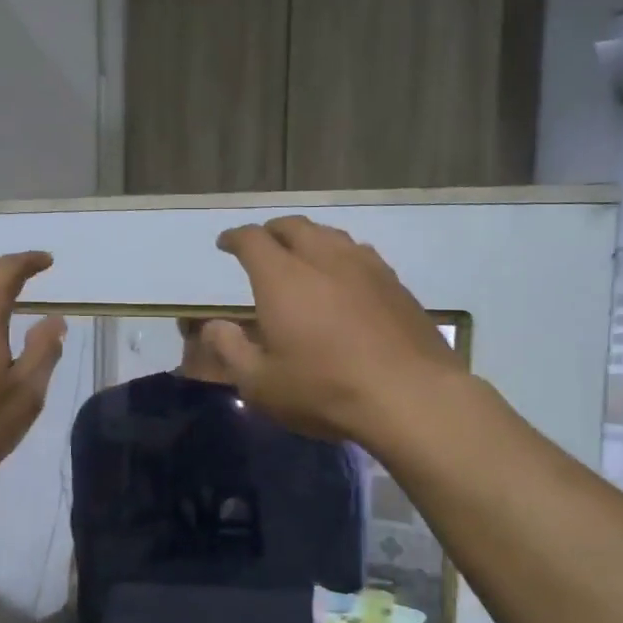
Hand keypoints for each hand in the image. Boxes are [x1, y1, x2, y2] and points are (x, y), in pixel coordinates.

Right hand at [206, 216, 464, 442]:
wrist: (410, 395)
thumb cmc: (324, 390)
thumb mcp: (261, 383)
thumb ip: (231, 350)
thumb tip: (213, 326)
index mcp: (283, 278)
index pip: (252, 240)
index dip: (234, 238)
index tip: (225, 243)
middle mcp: (323, 259)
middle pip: (294, 227)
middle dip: (272, 231)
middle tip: (263, 245)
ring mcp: (365, 267)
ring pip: (331, 235)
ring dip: (309, 239)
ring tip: (303, 256)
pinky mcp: (395, 284)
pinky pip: (360, 254)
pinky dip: (341, 256)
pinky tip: (344, 278)